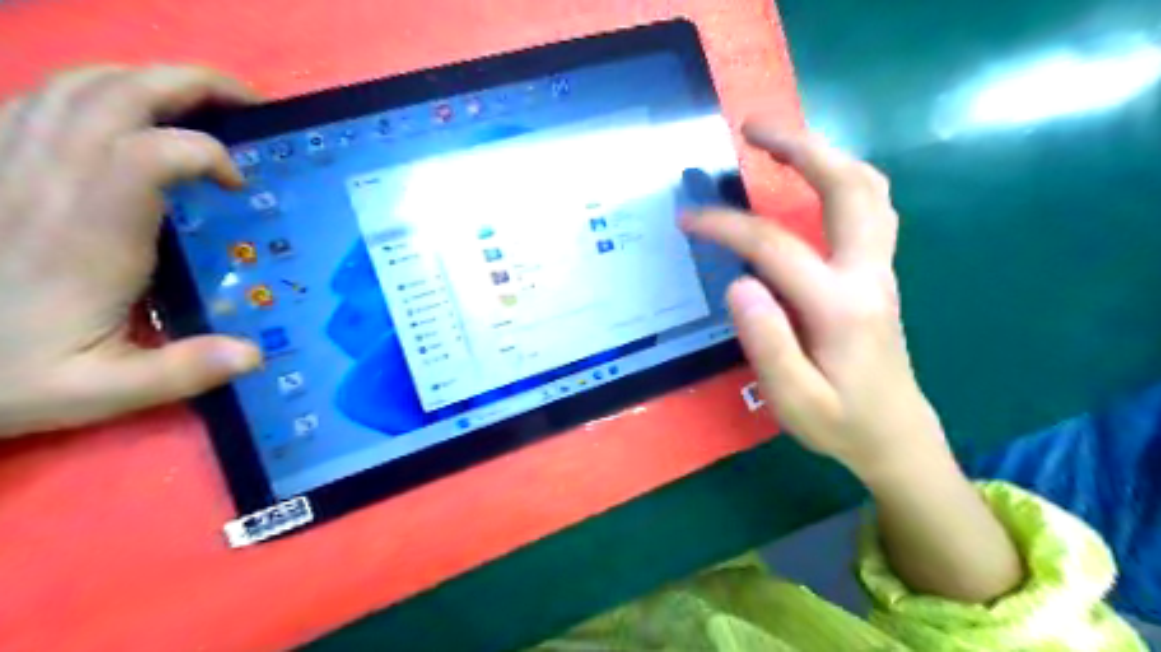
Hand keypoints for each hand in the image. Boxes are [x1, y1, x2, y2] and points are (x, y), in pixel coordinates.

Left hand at [0, 66, 262, 437]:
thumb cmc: (6, 374)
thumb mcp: (99, 392)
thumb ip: (180, 372)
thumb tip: (255, 354)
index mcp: (86, 237)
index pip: (147, 154)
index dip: (204, 151)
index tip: (237, 185)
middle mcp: (46, 185)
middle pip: (115, 95)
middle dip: (191, 83)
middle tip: (246, 102)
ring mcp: (9, 167)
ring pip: (75, 85)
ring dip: (146, 79)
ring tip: (198, 101)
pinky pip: (38, 99)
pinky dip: (94, 92)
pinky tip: (126, 116)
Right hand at [687, 116, 942, 479]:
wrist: (897, 436)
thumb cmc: (841, 423)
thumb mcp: (795, 400)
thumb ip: (768, 342)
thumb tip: (738, 282)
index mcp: (840, 307)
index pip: (775, 246)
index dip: (726, 225)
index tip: (686, 218)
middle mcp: (867, 275)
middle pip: (846, 186)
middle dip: (800, 146)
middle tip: (752, 127)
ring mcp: (880, 270)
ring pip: (868, 188)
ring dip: (826, 153)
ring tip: (781, 142)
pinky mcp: (878, 273)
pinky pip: (870, 206)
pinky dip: (841, 177)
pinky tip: (813, 180)